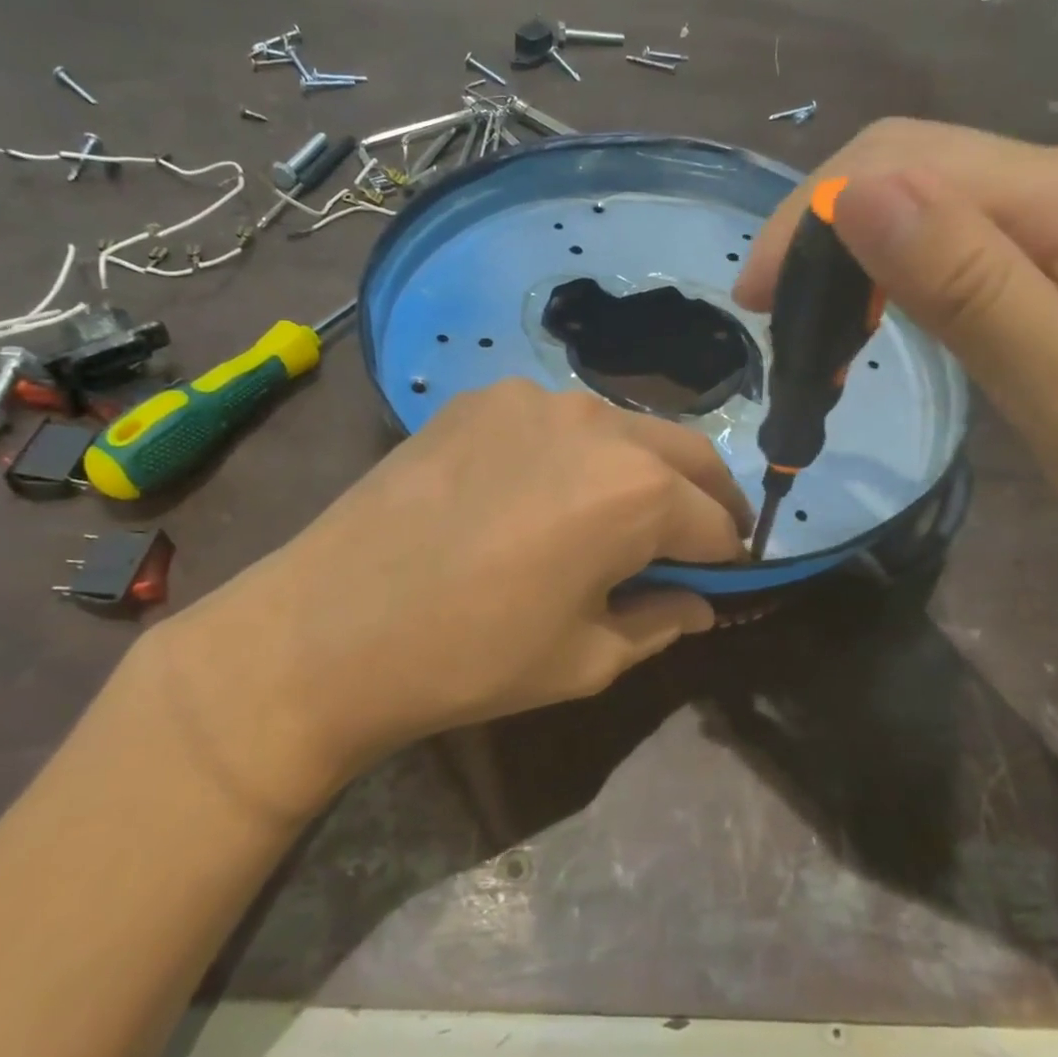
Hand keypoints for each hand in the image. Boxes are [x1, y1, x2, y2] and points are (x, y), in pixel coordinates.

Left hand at [134, 379, 748, 814]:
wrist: (328, 627)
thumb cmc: (472, 657)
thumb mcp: (586, 659)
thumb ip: (661, 621)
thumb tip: (700, 602)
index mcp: (637, 490)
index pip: (717, 522)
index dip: (729, 559)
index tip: (724, 581)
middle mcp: (597, 422)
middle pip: (687, 454)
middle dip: (704, 500)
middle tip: (694, 542)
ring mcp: (534, 399)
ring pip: (622, 429)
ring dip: (640, 469)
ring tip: (612, 516)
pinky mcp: (481, 398)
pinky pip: (556, 421)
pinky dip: (573, 453)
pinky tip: (536, 492)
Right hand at [737, 118, 1057, 653]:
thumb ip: (970, 287)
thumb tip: (855, 193)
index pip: (901, 161)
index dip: (808, 217)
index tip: (754, 306)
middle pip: (914, 167)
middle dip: (821, 232)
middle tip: (775, 327)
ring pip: (936, 208)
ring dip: (856, 258)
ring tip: (816, 338)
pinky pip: (970, 249)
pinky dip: (901, 282)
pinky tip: (883, 330)